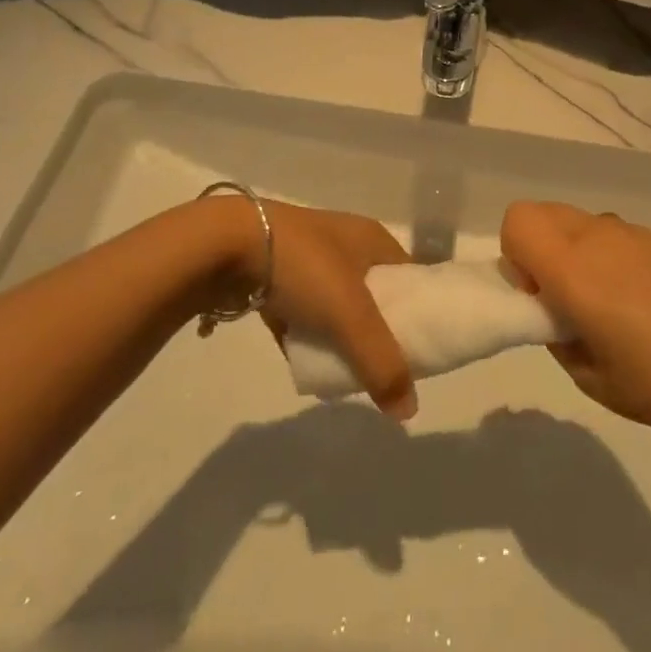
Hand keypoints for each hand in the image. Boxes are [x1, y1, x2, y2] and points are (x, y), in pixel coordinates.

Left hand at [199, 197, 416, 419]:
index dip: (420, 312)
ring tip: (348, 371)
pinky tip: (309, 361)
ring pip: (338, 306)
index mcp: (373, 239)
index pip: (411, 278)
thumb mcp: (351, 314)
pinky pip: (304, 313)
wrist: (226, 247)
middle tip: (385, 368)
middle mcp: (346, 244)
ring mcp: (309, 260)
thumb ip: (381, 363)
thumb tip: (408, 412)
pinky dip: (308, 336)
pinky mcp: (278, 277)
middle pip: (376, 295)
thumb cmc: (304, 267)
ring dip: (341, 335)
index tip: (424, 350)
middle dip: (379, 331)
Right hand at [500, 201, 650, 441]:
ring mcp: (636, 234)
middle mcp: (600, 236)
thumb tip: (556, 309)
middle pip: (545, 211)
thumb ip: (557, 333)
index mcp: (573, 266)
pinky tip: (645, 302)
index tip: (538, 294)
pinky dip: (611, 255)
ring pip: (582, 221)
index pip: (518, 220)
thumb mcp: (588, 375)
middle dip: (539, 246)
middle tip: (564, 297)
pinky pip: (618, 235)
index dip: (515, 254)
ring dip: (576, 249)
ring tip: (609, 303)